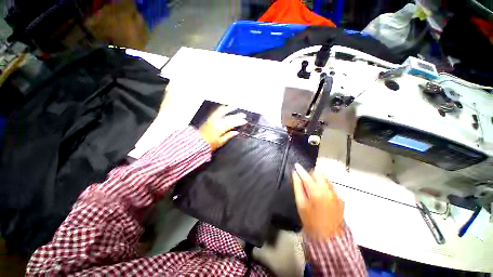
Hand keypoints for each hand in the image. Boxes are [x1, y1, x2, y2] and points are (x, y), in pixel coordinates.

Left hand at [198, 106, 247, 150]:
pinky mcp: (209, 119)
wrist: (197, 142)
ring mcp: (213, 119)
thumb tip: (236, 132)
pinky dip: (220, 109)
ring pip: (223, 112)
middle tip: (243, 115)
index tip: (245, 121)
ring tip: (235, 107)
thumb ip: (228, 136)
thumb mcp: (220, 142)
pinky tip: (224, 106)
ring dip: (229, 109)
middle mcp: (217, 122)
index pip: (232, 124)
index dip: (239, 122)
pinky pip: (216, 112)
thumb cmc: (209, 144)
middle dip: (237, 116)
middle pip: (229, 118)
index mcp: (221, 129)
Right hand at [292, 163, 344, 239]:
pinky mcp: (341, 199)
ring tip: (312, 187)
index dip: (300, 170)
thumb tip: (295, 174)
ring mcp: (336, 194)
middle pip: (318, 174)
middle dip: (311, 174)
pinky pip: (331, 187)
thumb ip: (298, 186)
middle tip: (304, 180)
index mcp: (317, 191)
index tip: (296, 165)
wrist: (329, 238)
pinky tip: (321, 196)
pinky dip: (324, 187)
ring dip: (318, 179)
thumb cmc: (310, 220)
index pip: (306, 176)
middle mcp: (328, 190)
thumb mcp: (301, 203)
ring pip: (325, 179)